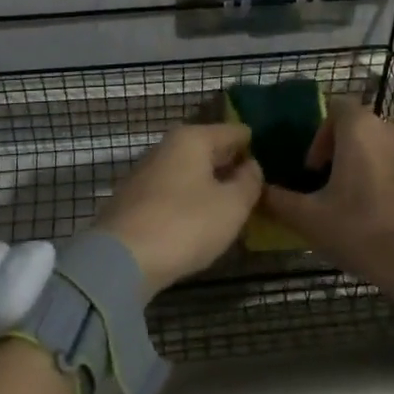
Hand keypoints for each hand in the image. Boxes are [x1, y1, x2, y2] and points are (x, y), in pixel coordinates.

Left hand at [95, 123, 263, 295]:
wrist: (121, 260)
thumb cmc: (185, 224)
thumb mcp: (232, 205)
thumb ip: (249, 182)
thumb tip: (251, 166)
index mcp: (193, 138)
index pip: (235, 132)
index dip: (255, 147)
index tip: (272, 166)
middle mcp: (167, 146)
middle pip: (210, 150)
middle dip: (232, 166)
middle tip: (257, 189)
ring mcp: (147, 172)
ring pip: (190, 172)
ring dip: (210, 185)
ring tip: (233, 208)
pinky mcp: (134, 199)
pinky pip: (174, 192)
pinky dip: (190, 201)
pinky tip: (201, 221)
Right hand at [260, 100, 393, 308]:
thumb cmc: (368, 235)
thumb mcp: (312, 222)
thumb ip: (278, 201)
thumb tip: (257, 190)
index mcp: (361, 128)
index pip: (336, 107)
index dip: (322, 135)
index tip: (316, 170)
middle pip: (366, 127)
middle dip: (352, 151)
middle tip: (344, 189)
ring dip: (382, 161)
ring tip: (376, 199)